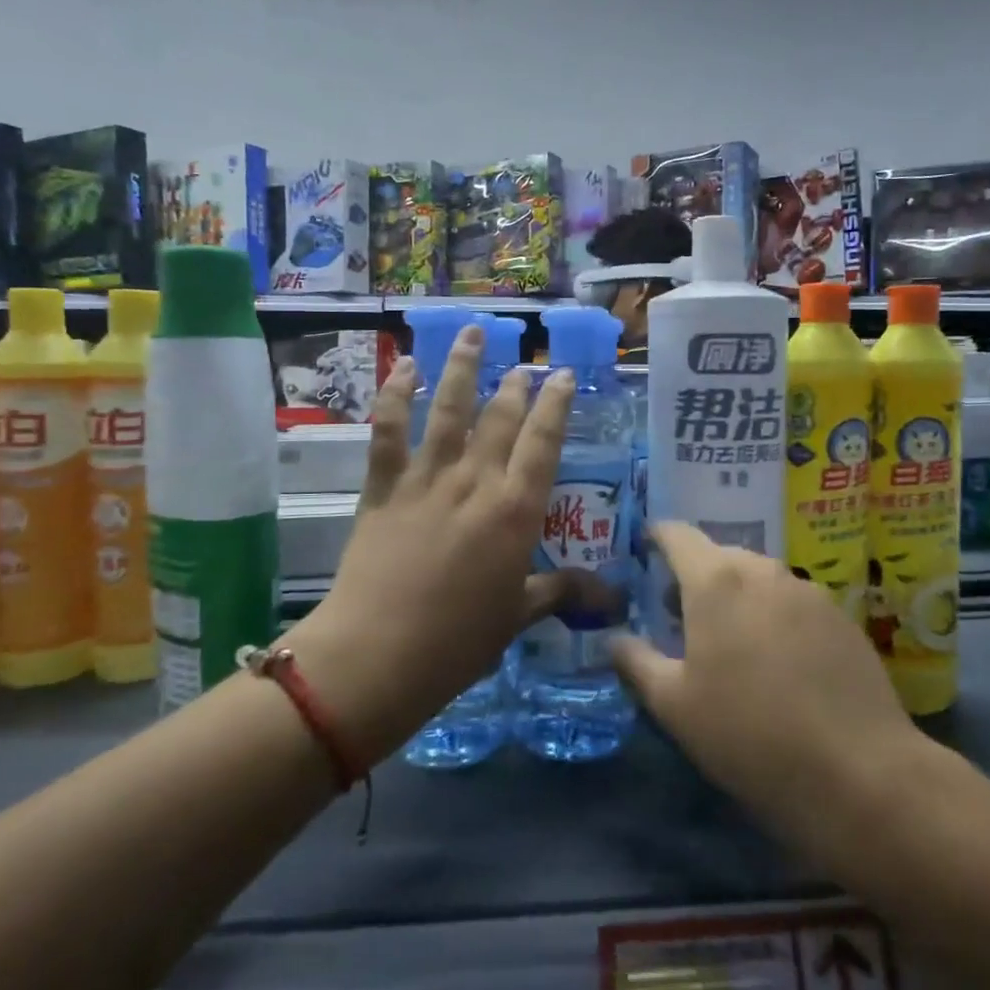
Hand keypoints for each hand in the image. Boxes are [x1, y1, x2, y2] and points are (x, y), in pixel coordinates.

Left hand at [284, 324, 617, 765]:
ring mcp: (426, 479)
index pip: (543, 442)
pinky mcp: (383, 487)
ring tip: (472, 334)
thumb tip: (612, 596)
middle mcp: (475, 482)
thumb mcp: (518, 616)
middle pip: (499, 418)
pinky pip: (388, 431)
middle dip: (514, 384)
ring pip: (448, 410)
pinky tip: (403, 366)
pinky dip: (394, 394)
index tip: (562, 375)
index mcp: (515, 511)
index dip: (555, 404)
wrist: (377, 655)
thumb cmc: (458, 642)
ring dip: (461, 368)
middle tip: (523, 361)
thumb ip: (562, 593)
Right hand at [610, 523, 931, 866]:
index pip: (677, 535)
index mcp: (716, 580)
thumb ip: (636, 661)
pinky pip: (793, 602)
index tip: (643, 550)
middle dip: (694, 576)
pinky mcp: (842, 619)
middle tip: (678, 616)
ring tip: (729, 642)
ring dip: (736, 596)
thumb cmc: (748, 734)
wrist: (858, 773)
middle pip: (719, 556)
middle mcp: (763, 570)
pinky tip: (778, 663)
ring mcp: (809, 591)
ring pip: (758, 579)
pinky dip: (773, 616)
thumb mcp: (673, 705)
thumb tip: (613, 638)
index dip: (656, 537)